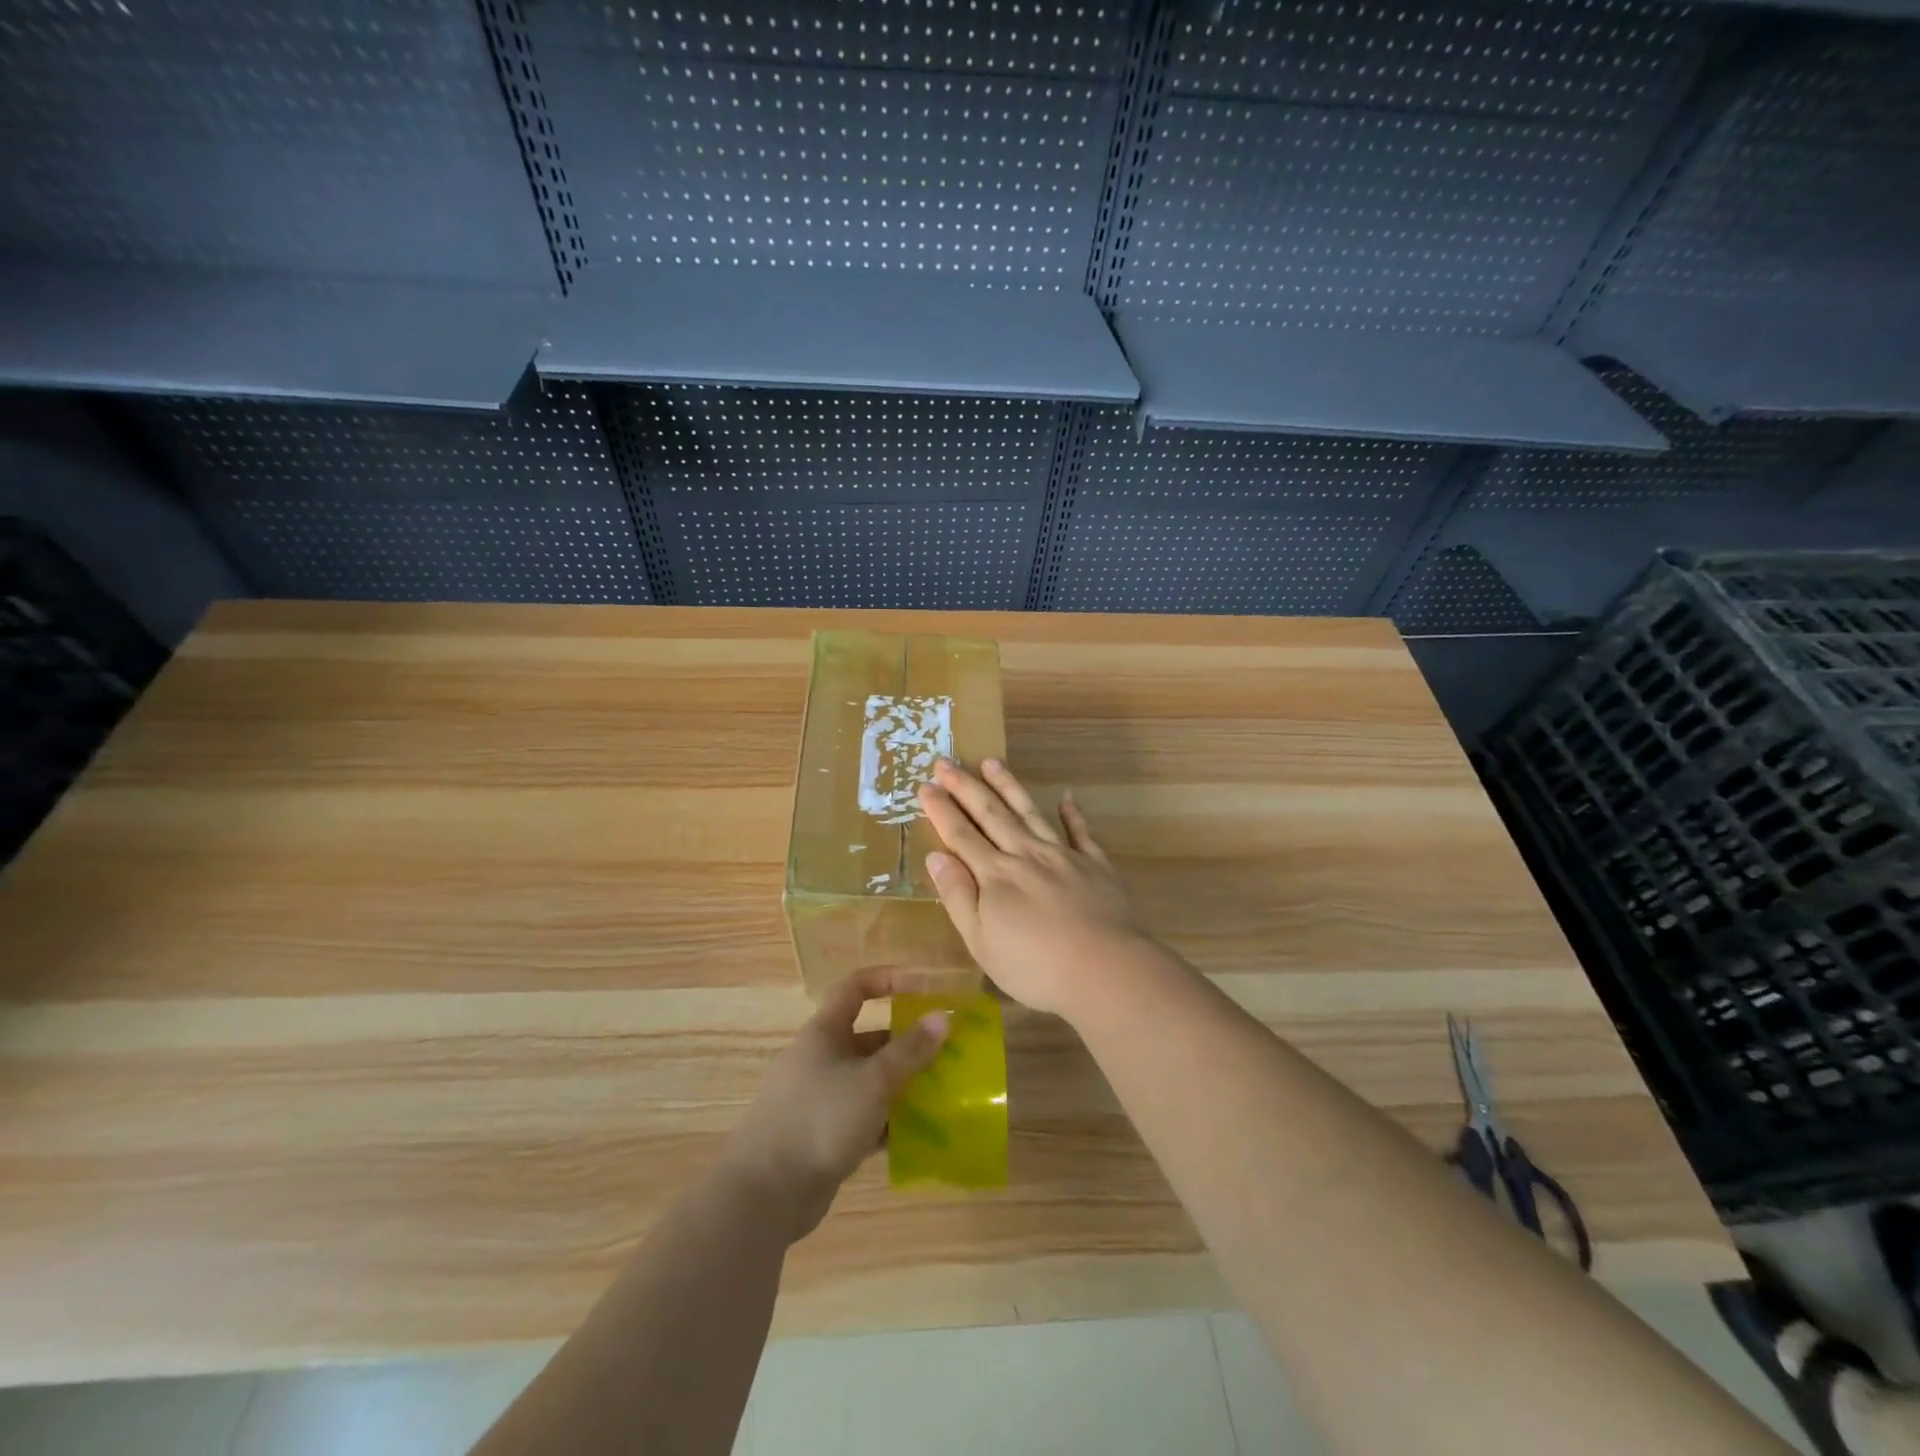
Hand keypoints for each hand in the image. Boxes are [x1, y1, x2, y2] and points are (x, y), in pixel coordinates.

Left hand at [723, 966, 949, 1242]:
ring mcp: (820, 1099)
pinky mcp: (823, 1136)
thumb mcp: (873, 1080)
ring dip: (902, 1085)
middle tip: (946, 1052)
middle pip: (869, 1038)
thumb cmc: (820, 1119)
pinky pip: (864, 1117)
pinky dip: (888, 1121)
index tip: (924, 988)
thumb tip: (942, 1017)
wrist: (766, 1194)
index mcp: (824, 1032)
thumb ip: (910, 1050)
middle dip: (907, 1042)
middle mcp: (821, 1059)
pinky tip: (919, 1135)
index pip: (856, 987)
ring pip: (869, 1080)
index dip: (889, 979)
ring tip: (942, 1093)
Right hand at [916, 758, 1150, 1018]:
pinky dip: (1072, 813)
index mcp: (995, 875)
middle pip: (991, 814)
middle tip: (946, 761)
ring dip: (1009, 786)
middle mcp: (1026, 855)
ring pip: (1030, 812)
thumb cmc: (1035, 967)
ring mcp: (1063, 856)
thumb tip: (936, 856)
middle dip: (966, 787)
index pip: (961, 835)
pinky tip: (1066, 797)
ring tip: (991, 762)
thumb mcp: (981, 942)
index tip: (925, 785)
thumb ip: (958, 896)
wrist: (1105, 970)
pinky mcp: (1095, 865)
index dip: (941, 810)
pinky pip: (1081, 832)